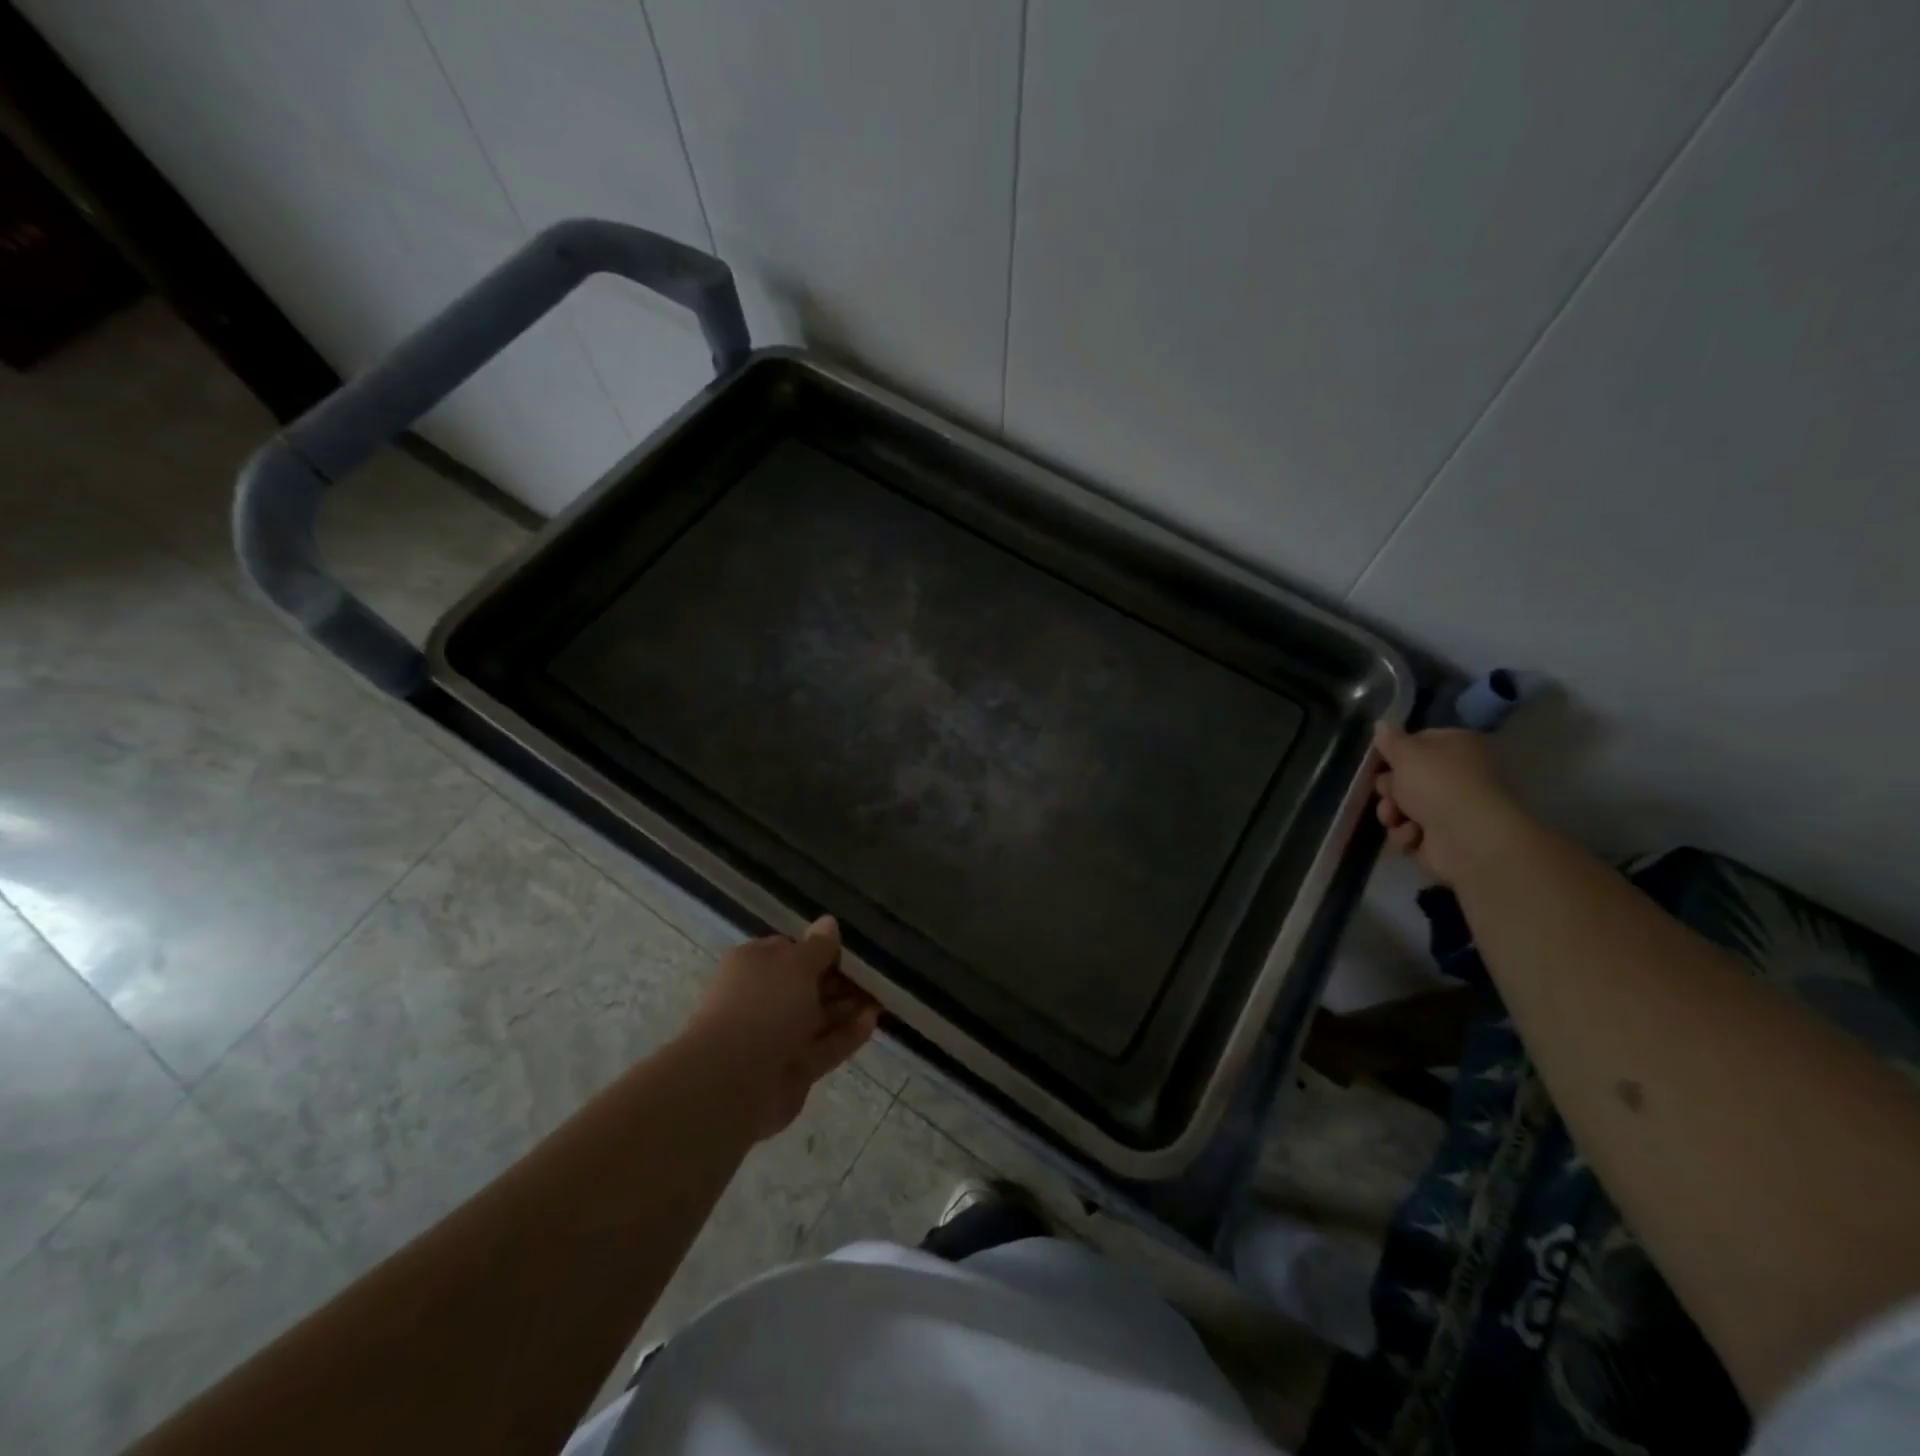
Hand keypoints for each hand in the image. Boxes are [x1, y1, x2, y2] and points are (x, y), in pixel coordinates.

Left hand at [683, 916, 879, 1140]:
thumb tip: (829, 922)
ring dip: (848, 1007)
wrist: (734, 1081)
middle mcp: (763, 998)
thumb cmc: (764, 1005)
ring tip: (882, 995)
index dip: (820, 948)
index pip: (790, 949)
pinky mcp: (793, 1069)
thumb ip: (819, 946)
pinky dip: (847, 1034)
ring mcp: (776, 1036)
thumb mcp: (797, 963)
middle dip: (840, 979)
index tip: (851, 950)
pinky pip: (825, 1046)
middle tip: (876, 973)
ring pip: (818, 1017)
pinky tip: (873, 1021)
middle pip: (806, 985)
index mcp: (754, 965)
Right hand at [1372, 723, 1529, 883]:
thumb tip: (1381, 723)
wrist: (1466, 836)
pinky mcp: (1441, 839)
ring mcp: (1449, 809)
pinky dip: (1407, 835)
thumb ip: (1390, 739)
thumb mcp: (1407, 752)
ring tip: (1397, 818)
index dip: (1394, 753)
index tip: (1377, 762)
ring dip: (1392, 813)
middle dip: (1389, 788)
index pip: (1417, 743)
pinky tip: (1415, 836)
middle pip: (1404, 778)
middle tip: (1390, 792)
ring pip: (1401, 807)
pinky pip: (1409, 833)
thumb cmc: (1437, 783)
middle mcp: (1454, 777)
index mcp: (1455, 748)